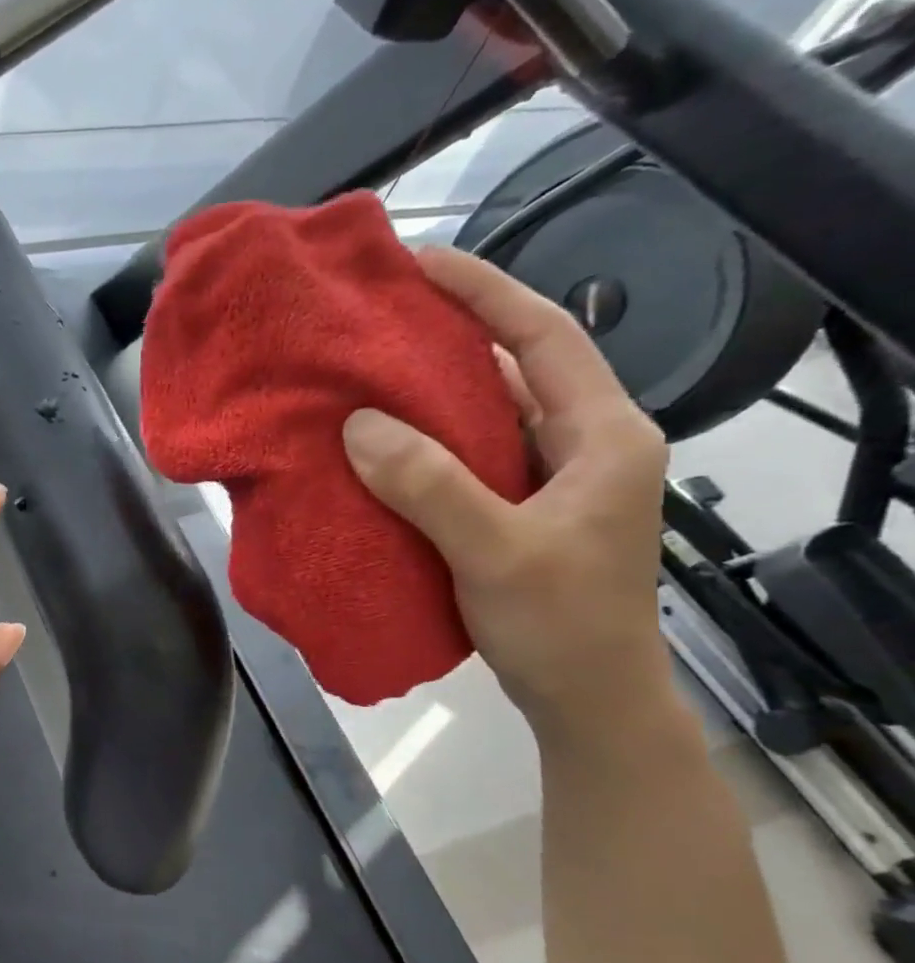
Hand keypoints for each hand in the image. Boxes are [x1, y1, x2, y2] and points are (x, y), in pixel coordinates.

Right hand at [342, 247, 671, 729]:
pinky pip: (467, 453)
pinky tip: (379, 441)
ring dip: (431, 389)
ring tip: (366, 369)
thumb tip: (359, 424)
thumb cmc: (560, 624)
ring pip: (488, 411)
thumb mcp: (497, 552)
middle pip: (515, 365)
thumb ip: (432, 486)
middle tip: (378, 315)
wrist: (586, 699)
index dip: (485, 291)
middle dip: (450, 332)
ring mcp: (551, 477)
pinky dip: (424, 439)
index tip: (419, 264)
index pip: (545, 336)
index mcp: (603, 435)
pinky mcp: (519, 506)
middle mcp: (582, 443)